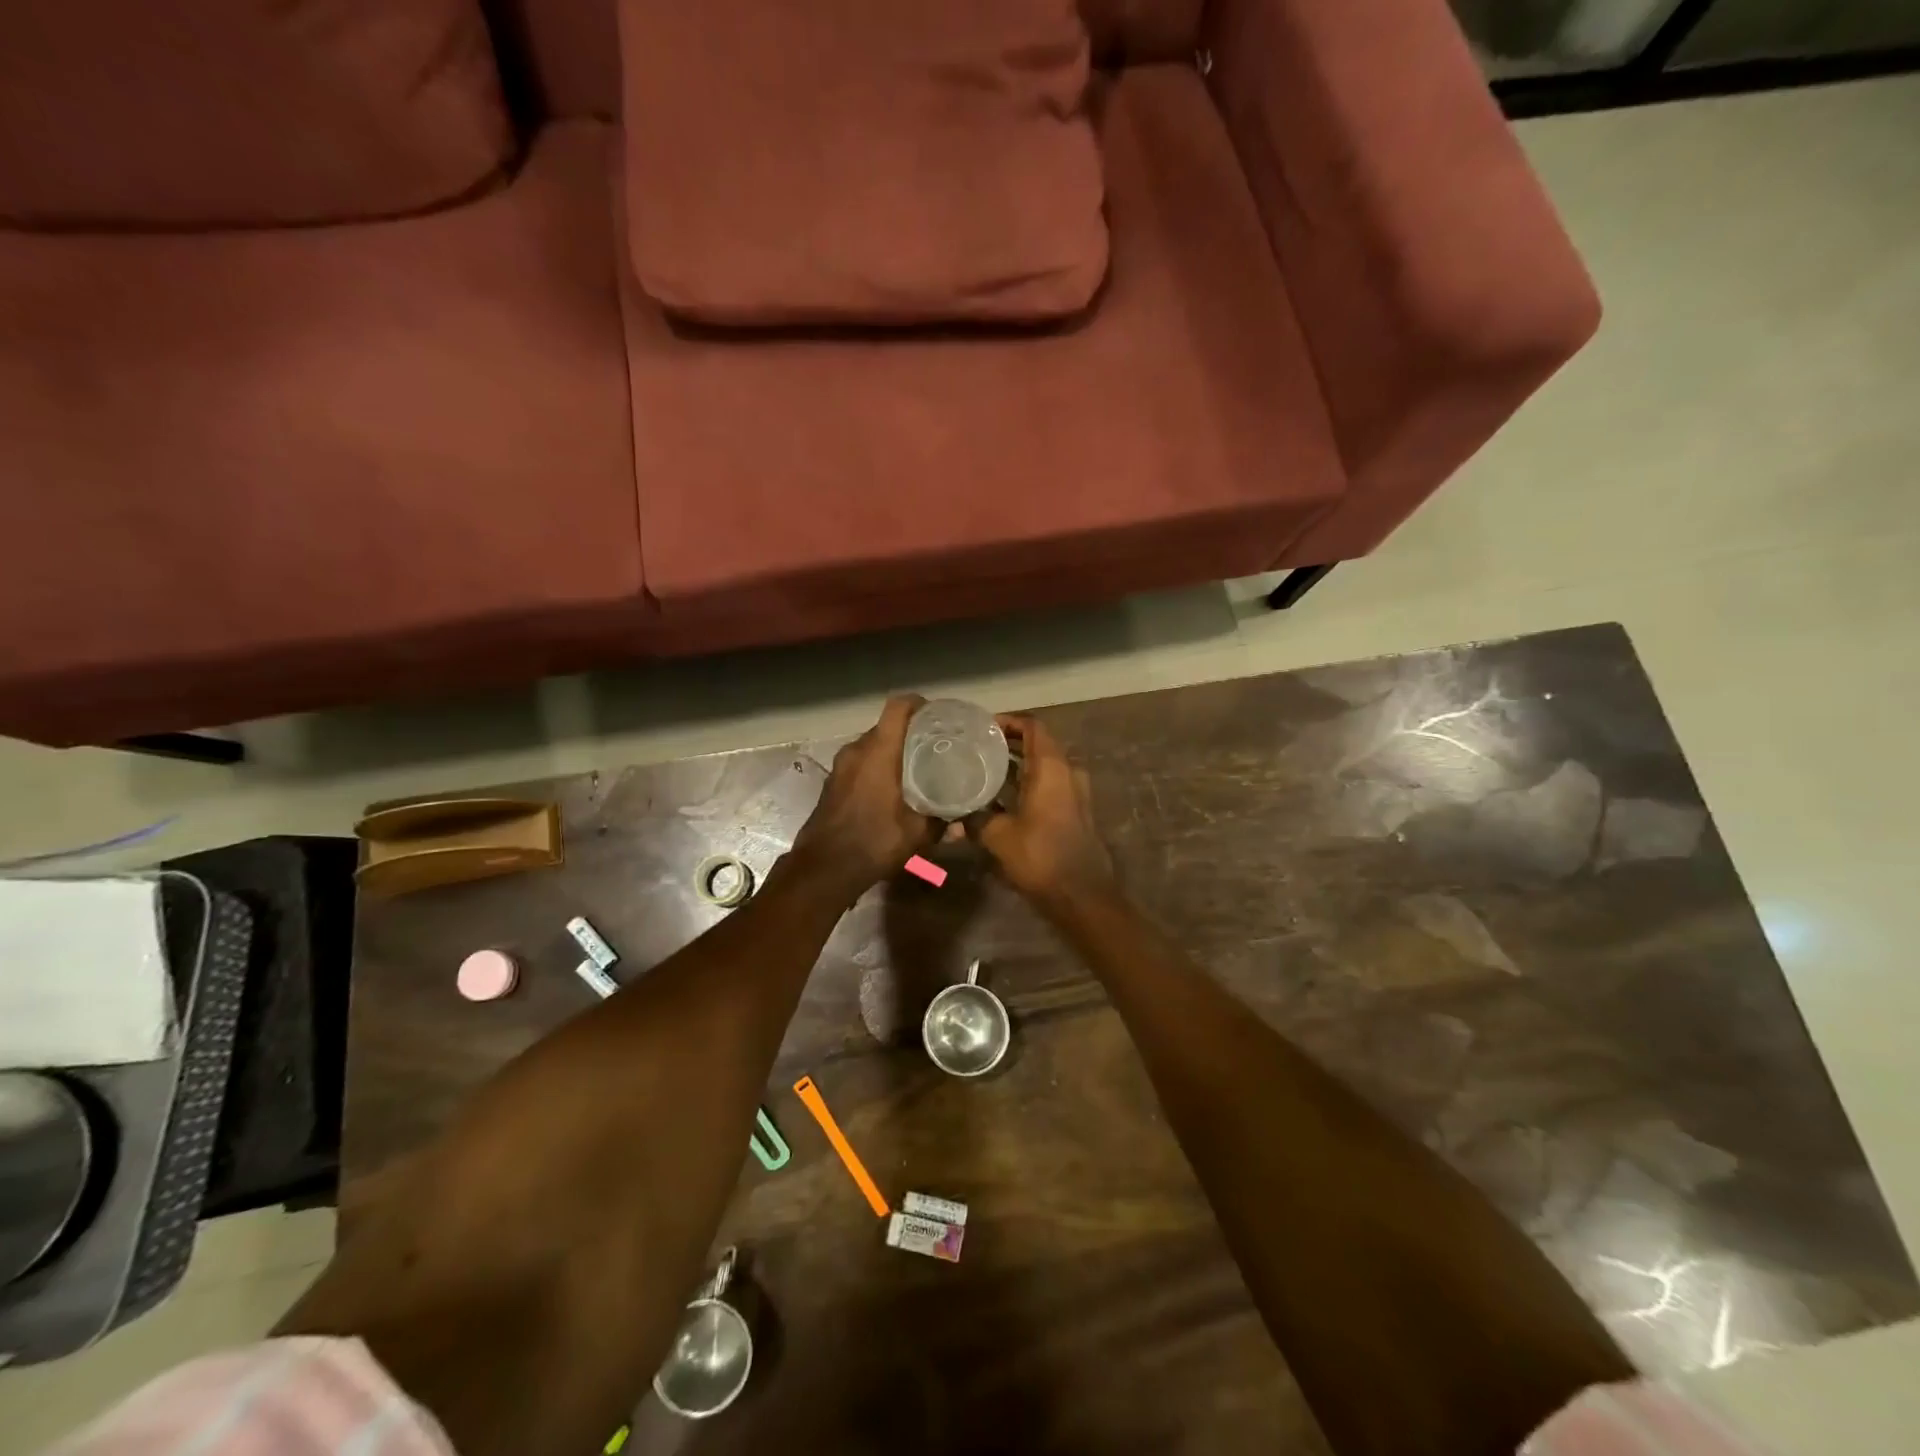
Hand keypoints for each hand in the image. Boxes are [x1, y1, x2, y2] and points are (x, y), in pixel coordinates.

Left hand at [788, 696, 934, 904]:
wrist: (824, 868)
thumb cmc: (874, 842)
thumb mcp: (917, 834)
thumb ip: (941, 822)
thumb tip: (961, 823)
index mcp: (878, 752)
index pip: (897, 707)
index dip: (917, 703)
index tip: (936, 714)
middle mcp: (856, 751)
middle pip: (885, 726)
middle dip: (909, 732)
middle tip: (934, 745)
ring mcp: (840, 766)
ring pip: (871, 746)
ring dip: (891, 751)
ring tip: (916, 767)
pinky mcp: (832, 783)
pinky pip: (859, 763)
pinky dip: (876, 767)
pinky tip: (892, 788)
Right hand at [970, 715, 1114, 906]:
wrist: (1081, 894)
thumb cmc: (1040, 856)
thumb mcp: (998, 836)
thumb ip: (975, 820)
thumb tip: (953, 818)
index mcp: (1052, 767)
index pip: (1032, 726)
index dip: (1008, 721)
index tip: (982, 728)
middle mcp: (1068, 772)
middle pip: (1037, 745)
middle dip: (1008, 744)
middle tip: (976, 749)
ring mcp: (1075, 792)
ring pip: (1043, 768)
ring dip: (1017, 767)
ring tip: (983, 772)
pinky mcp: (1075, 812)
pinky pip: (1048, 786)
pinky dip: (1026, 785)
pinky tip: (1000, 800)